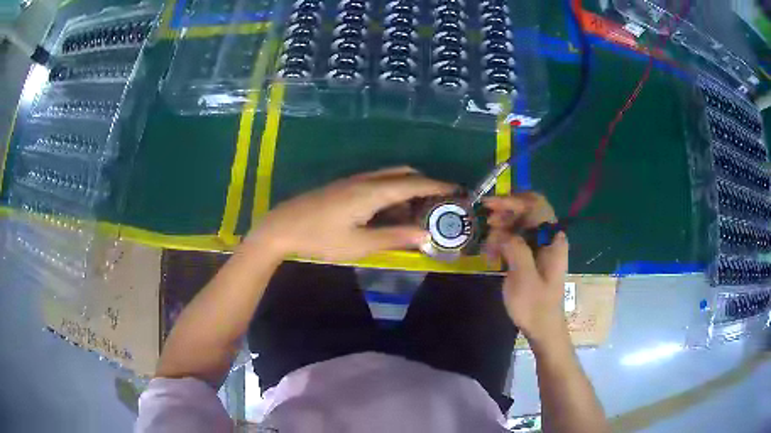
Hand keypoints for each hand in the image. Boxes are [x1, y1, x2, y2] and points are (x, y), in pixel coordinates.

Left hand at [247, 167, 455, 260]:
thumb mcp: (360, 244)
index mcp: (373, 192)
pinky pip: (377, 182)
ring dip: (408, 186)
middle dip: (425, 183)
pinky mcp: (344, 186)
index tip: (457, 189)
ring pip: (389, 176)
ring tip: (418, 208)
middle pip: (403, 173)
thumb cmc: (321, 238)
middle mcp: (366, 180)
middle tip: (439, 201)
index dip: (438, 186)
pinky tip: (390, 210)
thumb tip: (425, 234)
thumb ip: (394, 237)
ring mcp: (353, 181)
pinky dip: (392, 190)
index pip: (414, 183)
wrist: (282, 226)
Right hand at [483, 193, 569, 343]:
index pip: (536, 205)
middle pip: (529, 211)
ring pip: (522, 223)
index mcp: (553, 239)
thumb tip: (502, 231)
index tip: (491, 206)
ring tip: (486, 235)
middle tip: (485, 218)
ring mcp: (542, 247)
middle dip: (506, 210)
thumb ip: (515, 248)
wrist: (542, 328)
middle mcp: (549, 238)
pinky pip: (519, 237)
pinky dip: (505, 237)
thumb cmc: (534, 305)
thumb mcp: (523, 277)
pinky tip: (492, 248)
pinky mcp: (533, 256)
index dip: (514, 201)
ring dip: (504, 224)